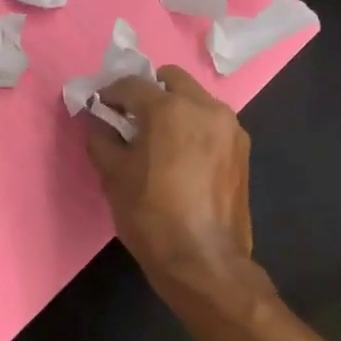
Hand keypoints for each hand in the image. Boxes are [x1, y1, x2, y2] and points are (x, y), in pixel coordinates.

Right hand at [84, 68, 255, 298]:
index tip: (99, 108)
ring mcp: (230, 127)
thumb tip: (98, 122)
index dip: (110, 94)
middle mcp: (205, 107)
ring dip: (173, 107)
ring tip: (157, 139)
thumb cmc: (151, 216)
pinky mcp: (242, 149)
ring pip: (195, 99)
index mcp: (170, 109)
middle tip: (131, 119)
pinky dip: (193, 126)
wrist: (204, 261)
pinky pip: (211, 122)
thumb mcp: (113, 176)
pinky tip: (181, 156)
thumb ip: (101, 138)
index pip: (132, 84)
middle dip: (148, 92)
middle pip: (171, 79)